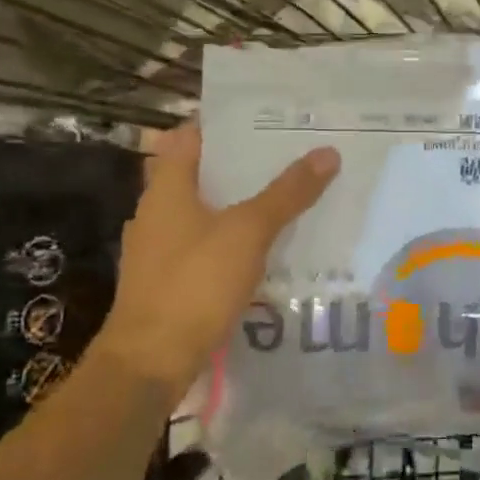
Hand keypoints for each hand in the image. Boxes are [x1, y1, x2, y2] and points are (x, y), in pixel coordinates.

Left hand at [92, 122, 339, 390]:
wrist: (151, 361)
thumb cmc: (194, 283)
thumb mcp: (248, 232)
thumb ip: (287, 193)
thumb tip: (327, 152)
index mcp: (166, 188)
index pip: (191, 136)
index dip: (226, 123)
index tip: (268, 118)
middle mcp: (157, 212)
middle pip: (203, 174)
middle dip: (244, 165)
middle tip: (292, 155)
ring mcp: (161, 249)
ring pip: (207, 212)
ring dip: (242, 204)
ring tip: (288, 197)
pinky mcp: (170, 280)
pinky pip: (207, 246)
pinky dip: (234, 240)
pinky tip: (266, 249)